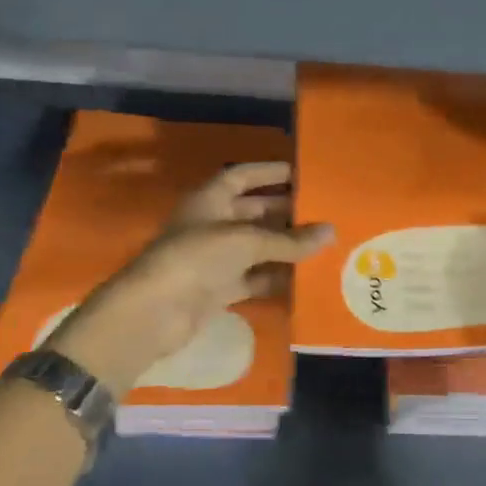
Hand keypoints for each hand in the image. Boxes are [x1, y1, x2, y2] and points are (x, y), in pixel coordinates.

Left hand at [45, 163, 331, 397]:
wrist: (154, 313)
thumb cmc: (196, 258)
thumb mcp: (246, 241)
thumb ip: (289, 240)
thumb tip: (331, 231)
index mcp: (210, 199)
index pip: (243, 176)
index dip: (270, 172)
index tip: (303, 173)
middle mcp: (212, 224)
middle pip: (255, 211)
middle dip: (286, 211)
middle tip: (324, 212)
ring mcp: (214, 258)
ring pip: (257, 247)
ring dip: (285, 247)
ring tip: (324, 245)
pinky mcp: (218, 289)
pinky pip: (254, 278)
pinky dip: (276, 277)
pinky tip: (305, 277)